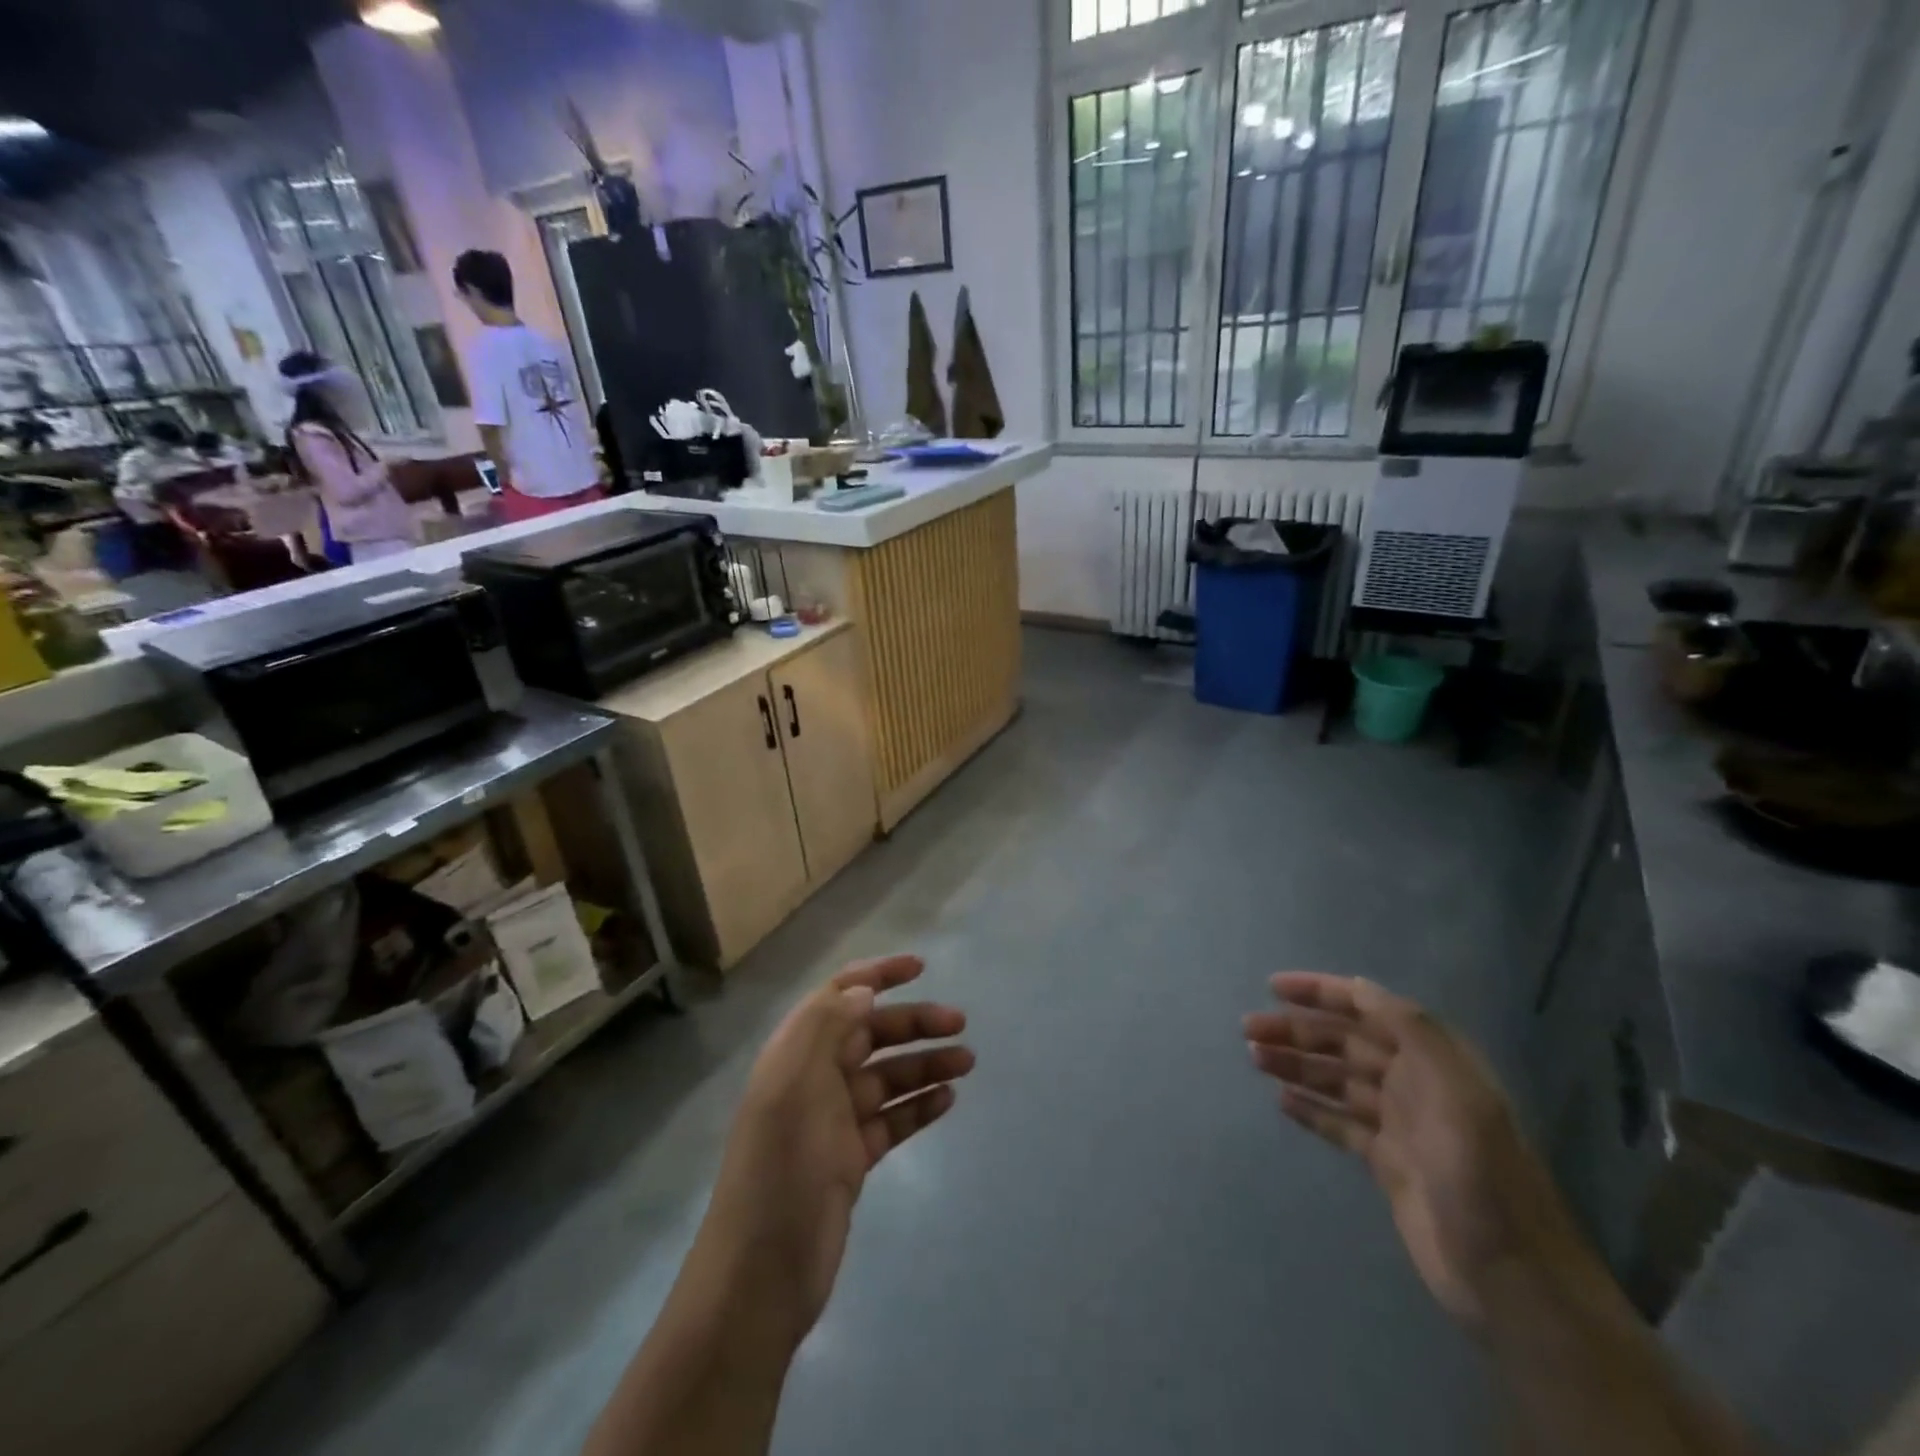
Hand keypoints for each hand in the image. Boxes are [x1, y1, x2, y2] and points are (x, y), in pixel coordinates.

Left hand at [702, 955, 972, 1344]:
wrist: (761, 1274)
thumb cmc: (780, 1168)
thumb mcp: (795, 1084)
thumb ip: (826, 1026)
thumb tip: (863, 989)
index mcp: (795, 1053)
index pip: (838, 996)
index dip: (876, 974)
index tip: (920, 967)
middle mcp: (814, 1078)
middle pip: (870, 1034)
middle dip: (913, 1022)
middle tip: (960, 1024)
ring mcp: (834, 1121)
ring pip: (887, 1077)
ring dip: (924, 1064)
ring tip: (968, 1061)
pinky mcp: (851, 1158)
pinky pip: (892, 1119)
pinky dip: (918, 1105)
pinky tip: (947, 1099)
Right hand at [1245, 973, 1589, 1330]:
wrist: (1513, 1280)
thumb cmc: (1481, 1176)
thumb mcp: (1457, 1094)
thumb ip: (1413, 1032)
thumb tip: (1360, 988)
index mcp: (1431, 1060)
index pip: (1369, 1008)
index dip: (1322, 992)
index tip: (1274, 988)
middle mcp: (1414, 1083)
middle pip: (1344, 1043)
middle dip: (1297, 1030)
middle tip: (1248, 1029)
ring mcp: (1400, 1125)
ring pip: (1336, 1080)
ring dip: (1296, 1064)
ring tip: (1255, 1059)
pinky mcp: (1388, 1163)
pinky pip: (1339, 1123)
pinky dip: (1310, 1108)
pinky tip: (1280, 1100)